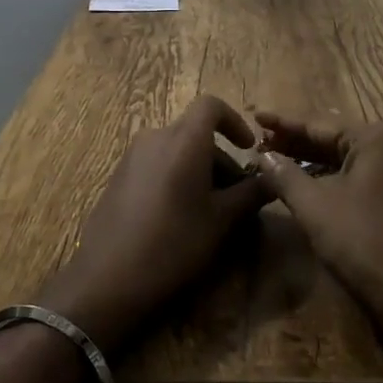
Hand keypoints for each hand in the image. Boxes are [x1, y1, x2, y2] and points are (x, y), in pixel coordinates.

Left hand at [36, 95, 269, 354]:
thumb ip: (251, 193)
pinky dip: (177, 178)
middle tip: (238, 198)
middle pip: (196, 133)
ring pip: (177, 151)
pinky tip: (180, 218)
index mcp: (183, 140)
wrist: (108, 277)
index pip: (211, 105)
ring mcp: (133, 156)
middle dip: (221, 159)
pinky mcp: (119, 176)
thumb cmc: (174, 243)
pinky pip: (158, 164)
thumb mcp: (222, 221)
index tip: (249, 148)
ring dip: (200, 171)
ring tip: (212, 214)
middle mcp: (155, 137)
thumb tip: (274, 178)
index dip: (234, 121)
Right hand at [253, 112, 382, 357]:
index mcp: (376, 138)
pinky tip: (316, 187)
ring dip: (317, 162)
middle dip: (299, 141)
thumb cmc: (366, 244)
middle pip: (337, 138)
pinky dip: (338, 179)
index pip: (319, 123)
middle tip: (262, 143)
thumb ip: (285, 175)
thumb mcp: (315, 207)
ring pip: (352, 160)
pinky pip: (367, 178)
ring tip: (282, 163)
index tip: (254, 116)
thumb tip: (263, 156)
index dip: (283, 122)